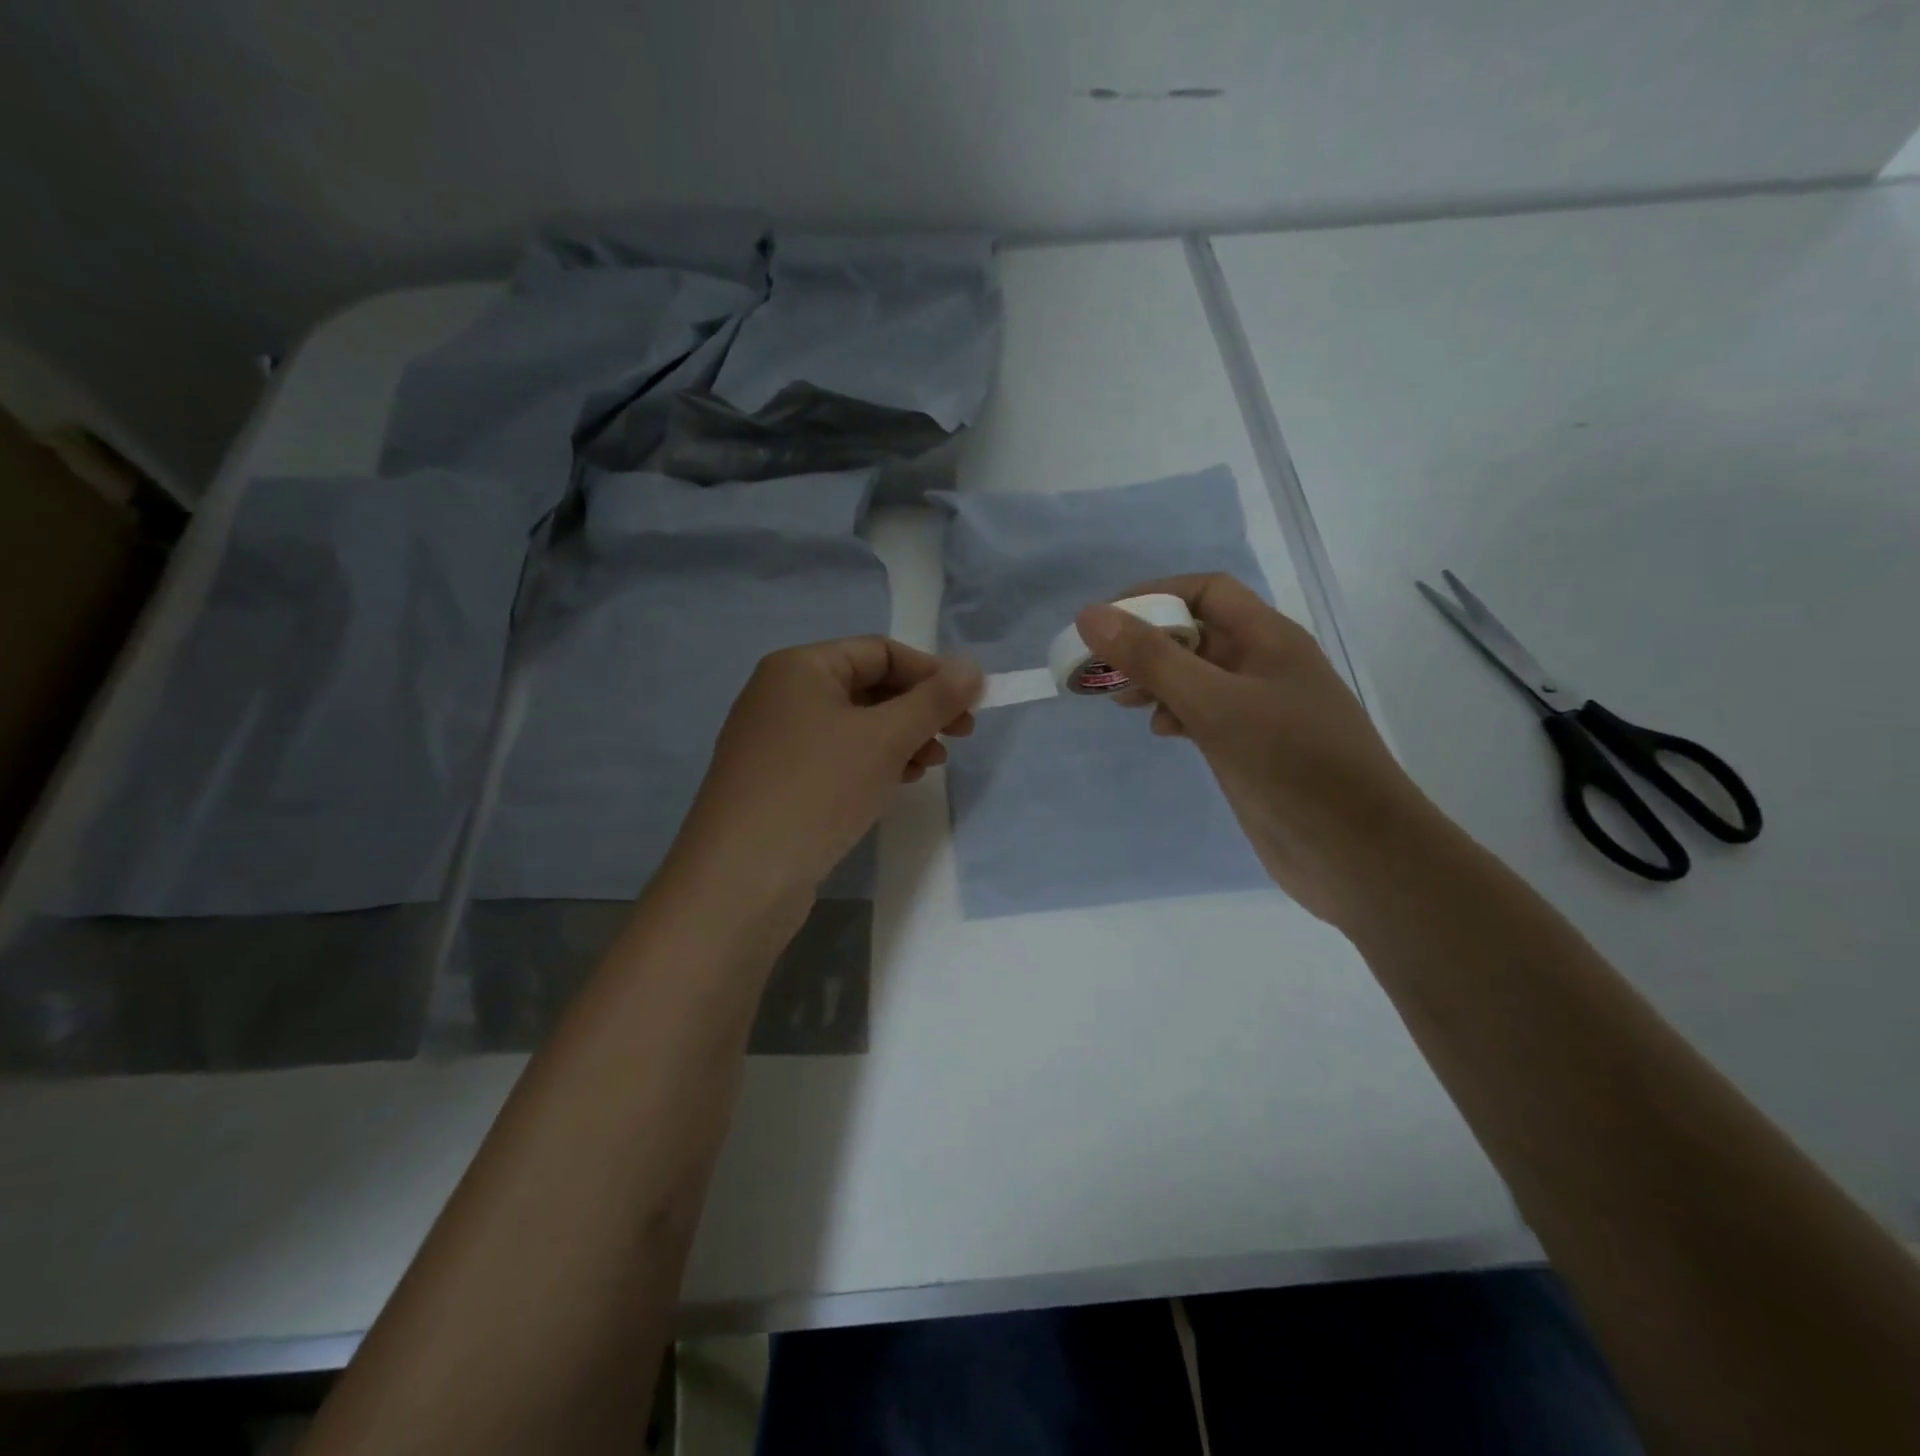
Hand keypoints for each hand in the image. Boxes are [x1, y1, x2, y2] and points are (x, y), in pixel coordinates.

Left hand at [669, 637, 980, 901]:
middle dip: (917, 710)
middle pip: (867, 686)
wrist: (743, 878)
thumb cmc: (818, 789)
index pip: (880, 651)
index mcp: (800, 667)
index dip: (930, 673)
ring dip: (900, 738)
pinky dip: (871, 763)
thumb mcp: (885, 738)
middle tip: (959, 736)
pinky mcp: (777, 781)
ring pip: (854, 726)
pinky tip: (896, 783)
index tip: (970, 705)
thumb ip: (934, 700)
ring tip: (931, 765)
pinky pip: (835, 757)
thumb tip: (973, 667)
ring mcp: (775, 741)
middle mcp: (781, 695)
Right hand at [1076, 575, 1436, 925]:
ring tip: (1124, 703)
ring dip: (1158, 682)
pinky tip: (1163, 733)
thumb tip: (1091, 615)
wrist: (1358, 853)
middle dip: (1148, 644)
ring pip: (1197, 678)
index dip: (1155, 595)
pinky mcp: (1252, 749)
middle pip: (1198, 634)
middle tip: (1103, 671)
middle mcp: (1265, 666)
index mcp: (1268, 639)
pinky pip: (1206, 716)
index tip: (1105, 622)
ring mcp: (1260, 711)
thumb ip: (1153, 659)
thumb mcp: (1215, 705)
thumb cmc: (1292, 765)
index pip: (1206, 591)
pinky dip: (1177, 715)